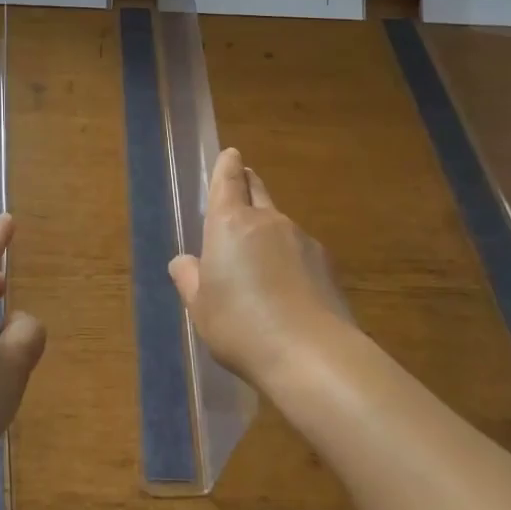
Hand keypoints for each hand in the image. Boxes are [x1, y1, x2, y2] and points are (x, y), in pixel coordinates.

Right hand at [169, 148, 353, 391]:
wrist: (312, 355)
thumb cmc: (240, 326)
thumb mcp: (200, 307)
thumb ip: (189, 278)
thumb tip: (183, 261)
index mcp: (230, 224)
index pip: (228, 181)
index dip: (227, 166)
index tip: (231, 154)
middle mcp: (268, 222)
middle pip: (257, 191)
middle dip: (248, 183)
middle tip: (243, 181)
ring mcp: (302, 240)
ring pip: (280, 224)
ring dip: (269, 230)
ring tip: (260, 258)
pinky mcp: (327, 265)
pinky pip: (300, 251)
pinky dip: (290, 259)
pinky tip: (288, 288)